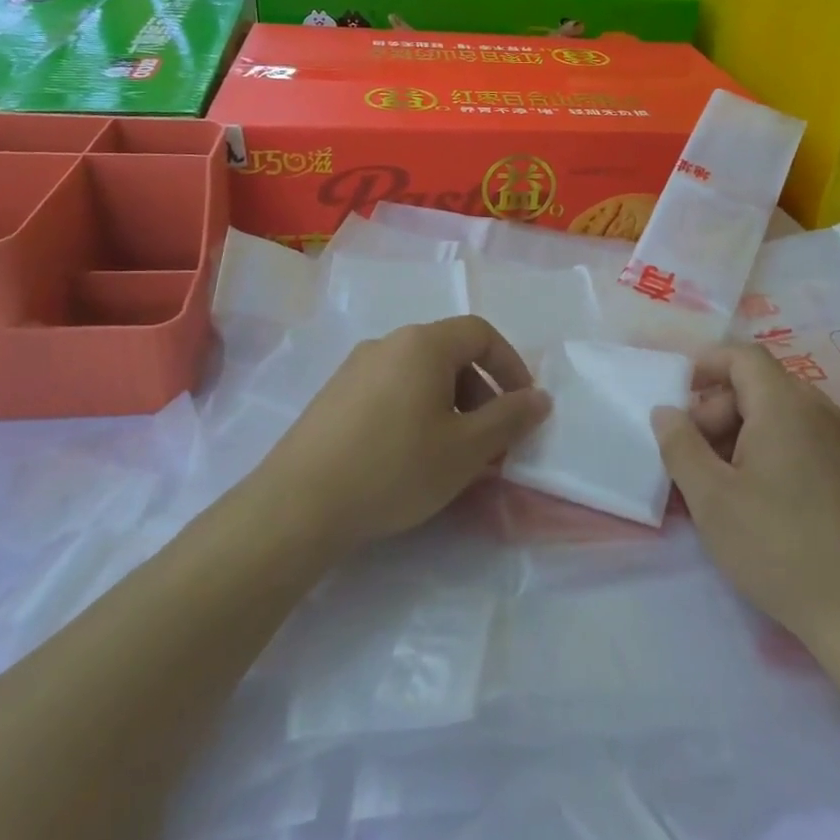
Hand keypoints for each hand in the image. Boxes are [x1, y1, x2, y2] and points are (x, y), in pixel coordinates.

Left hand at [258, 317, 550, 559]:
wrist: (298, 505)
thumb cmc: (396, 468)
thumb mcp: (467, 449)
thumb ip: (510, 418)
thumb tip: (540, 398)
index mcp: (423, 344)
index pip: (481, 333)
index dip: (511, 366)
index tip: (522, 407)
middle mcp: (387, 344)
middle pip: (450, 354)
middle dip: (481, 393)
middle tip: (489, 441)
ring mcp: (354, 369)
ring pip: (420, 376)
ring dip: (450, 407)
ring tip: (452, 455)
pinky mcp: (334, 397)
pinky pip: (391, 392)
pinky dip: (416, 414)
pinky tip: (410, 458)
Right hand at [652, 345, 839, 655]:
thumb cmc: (781, 547)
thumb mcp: (712, 499)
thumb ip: (681, 447)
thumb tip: (666, 411)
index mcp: (785, 405)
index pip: (742, 356)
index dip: (705, 365)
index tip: (677, 397)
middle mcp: (821, 411)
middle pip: (760, 386)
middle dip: (717, 411)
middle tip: (693, 459)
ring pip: (782, 417)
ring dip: (743, 436)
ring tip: (722, 486)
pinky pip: (806, 442)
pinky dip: (773, 453)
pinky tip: (762, 504)